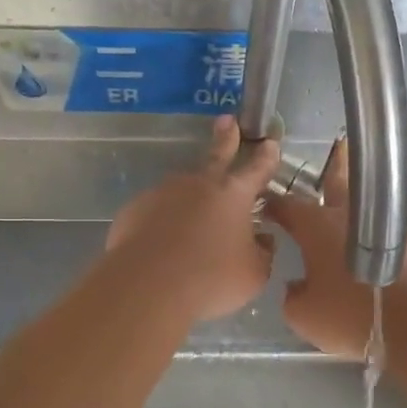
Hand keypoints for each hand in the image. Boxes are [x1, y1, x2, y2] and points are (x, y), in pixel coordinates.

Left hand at [107, 116, 280, 321]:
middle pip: (216, 155)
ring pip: (183, 188)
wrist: (147, 286)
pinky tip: (162, 242)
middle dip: (226, 137)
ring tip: (191, 223)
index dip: (267, 156)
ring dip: (190, 196)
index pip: (257, 168)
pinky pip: (156, 212)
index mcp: (234, 194)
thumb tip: (263, 240)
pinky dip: (163, 221)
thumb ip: (262, 253)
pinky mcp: (136, 209)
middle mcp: (199, 184)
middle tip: (227, 121)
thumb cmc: (211, 279)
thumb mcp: (253, 273)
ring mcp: (163, 193)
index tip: (270, 142)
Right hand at [267, 138, 406, 358]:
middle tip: (338, 145)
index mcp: (316, 227)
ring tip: (353, 197)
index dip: (273, 204)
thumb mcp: (303, 315)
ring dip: (357, 200)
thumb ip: (293, 296)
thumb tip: (297, 286)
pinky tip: (371, 245)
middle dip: (334, 164)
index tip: (265, 204)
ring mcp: (385, 226)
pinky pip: (383, 230)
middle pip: (338, 182)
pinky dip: (374, 232)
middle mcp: (348, 217)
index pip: (287, 205)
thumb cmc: (349, 315)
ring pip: (365, 205)